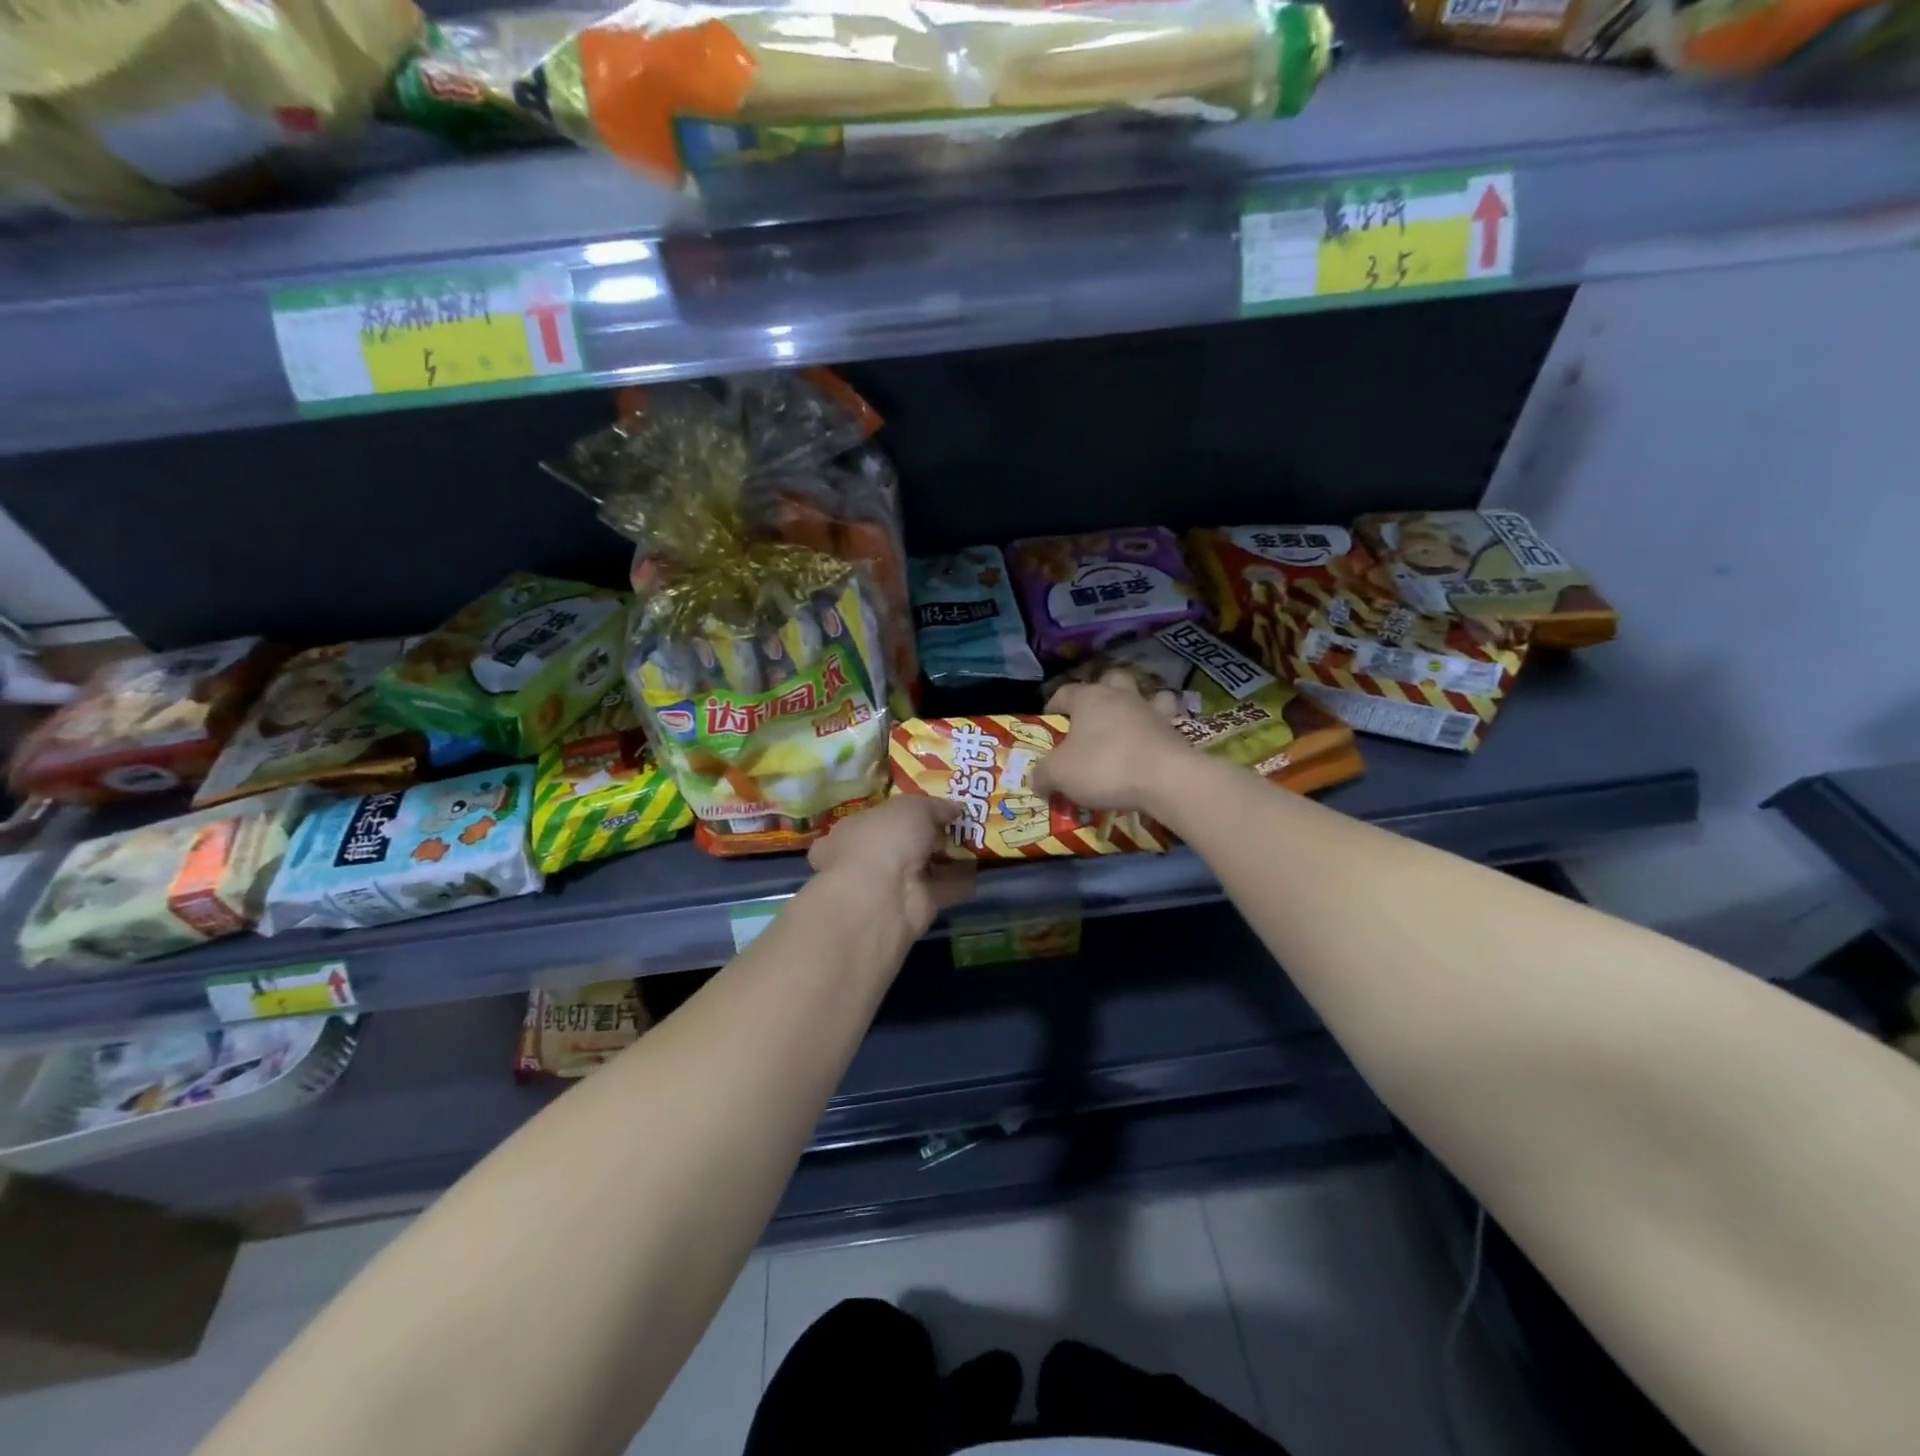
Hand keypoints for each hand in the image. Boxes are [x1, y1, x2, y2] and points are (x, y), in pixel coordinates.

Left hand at [809, 795, 975, 936]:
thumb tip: (954, 807)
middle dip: (934, 834)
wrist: (883, 896)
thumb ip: (934, 806)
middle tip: (964, 821)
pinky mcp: (918, 905)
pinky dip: (963, 881)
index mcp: (858, 829)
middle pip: (908, 842)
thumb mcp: (912, 808)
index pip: (883, 817)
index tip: (937, 804)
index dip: (909, 809)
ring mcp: (895, 884)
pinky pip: (944, 888)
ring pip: (927, 866)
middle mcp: (873, 856)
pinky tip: (985, 868)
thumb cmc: (885, 839)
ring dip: (952, 857)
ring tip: (982, 841)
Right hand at [1033, 673, 1192, 814]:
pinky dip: (1160, 727)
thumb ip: (1042, 774)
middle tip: (1092, 716)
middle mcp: (1121, 696)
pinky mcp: (1176, 730)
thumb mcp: (1060, 774)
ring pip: (1145, 693)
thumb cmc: (1104, 767)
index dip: (1054, 704)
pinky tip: (1153, 742)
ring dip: (1137, 703)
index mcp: (1089, 698)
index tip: (1049, 719)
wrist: (1166, 779)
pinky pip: (1167, 720)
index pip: (1065, 691)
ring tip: (1129, 722)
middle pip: (1110, 680)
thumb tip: (1034, 779)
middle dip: (1101, 692)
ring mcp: (1152, 710)